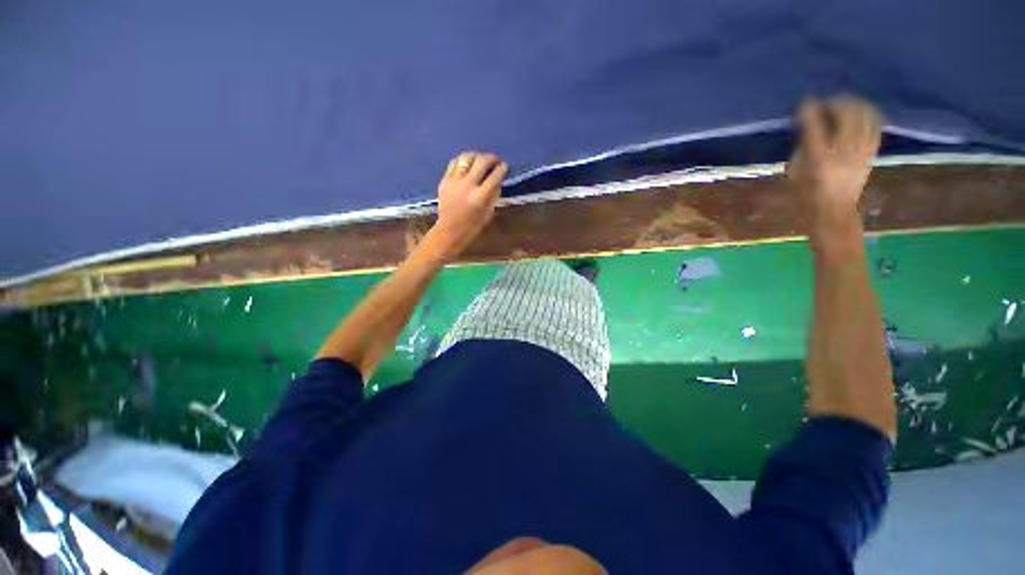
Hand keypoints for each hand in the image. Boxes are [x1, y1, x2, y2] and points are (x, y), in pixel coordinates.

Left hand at [428, 151, 507, 257]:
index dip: (501, 168)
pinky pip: (454, 163)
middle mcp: (467, 186)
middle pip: (481, 162)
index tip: (504, 166)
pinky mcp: (444, 180)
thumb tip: (498, 180)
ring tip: (480, 159)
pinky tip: (467, 163)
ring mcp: (454, 181)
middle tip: (495, 159)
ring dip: (476, 156)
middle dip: (491, 158)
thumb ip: (494, 195)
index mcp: (480, 197)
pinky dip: (463, 160)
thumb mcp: (488, 212)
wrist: (450, 230)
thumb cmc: (472, 225)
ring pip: (466, 158)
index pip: (494, 176)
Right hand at [788, 96, 881, 237]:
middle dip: (835, 102)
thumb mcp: (795, 169)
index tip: (804, 103)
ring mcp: (862, 148)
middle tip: (825, 103)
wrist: (833, 211)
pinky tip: (859, 112)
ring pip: (864, 113)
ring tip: (842, 104)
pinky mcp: (872, 150)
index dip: (809, 108)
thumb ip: (804, 144)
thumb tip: (810, 124)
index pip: (814, 122)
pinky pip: (875, 123)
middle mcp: (844, 148)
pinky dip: (867, 113)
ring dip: (853, 104)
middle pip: (846, 111)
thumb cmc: (805, 193)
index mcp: (819, 155)